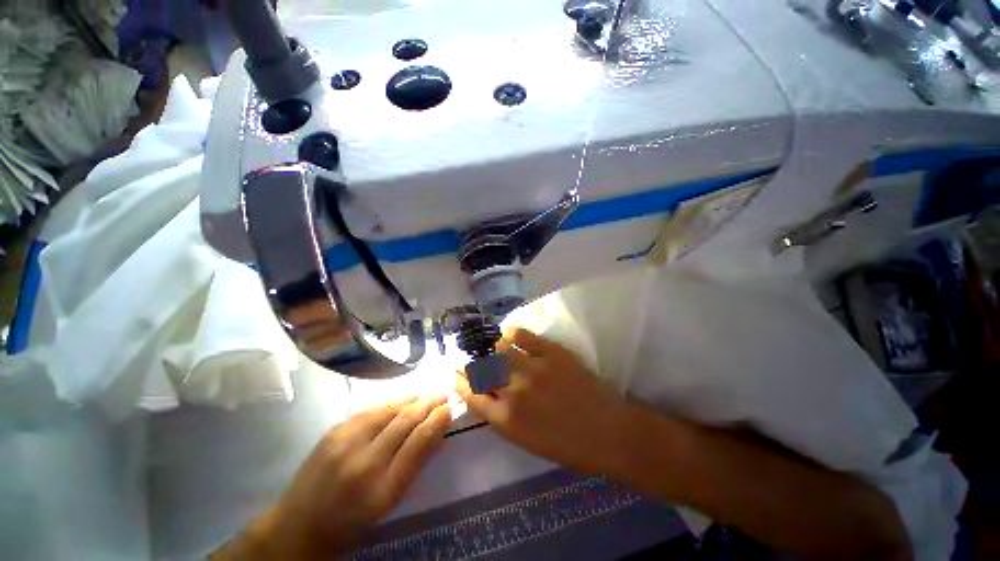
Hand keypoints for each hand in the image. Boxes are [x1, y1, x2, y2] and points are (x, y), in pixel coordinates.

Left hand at [212, 396, 451, 559]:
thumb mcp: (390, 501)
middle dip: (427, 404)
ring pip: (388, 409)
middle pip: (404, 421)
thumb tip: (439, 431)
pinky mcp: (334, 430)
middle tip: (442, 394)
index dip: (436, 421)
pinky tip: (401, 400)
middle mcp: (363, 461)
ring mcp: (344, 442)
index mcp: (382, 488)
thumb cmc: (352, 519)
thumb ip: (416, 464)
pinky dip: (391, 402)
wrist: (300, 524)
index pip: (417, 443)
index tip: (449, 408)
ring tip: (426, 394)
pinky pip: (371, 409)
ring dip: (411, 398)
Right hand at [455, 328, 630, 475]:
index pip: (472, 395)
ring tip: (497, 349)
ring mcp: (532, 368)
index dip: (460, 381)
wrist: (607, 432)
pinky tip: (509, 335)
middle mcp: (513, 391)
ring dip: (494, 349)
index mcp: (506, 420)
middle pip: (482, 369)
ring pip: (499, 349)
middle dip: (473, 364)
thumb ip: (502, 417)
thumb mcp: (526, 440)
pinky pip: (521, 335)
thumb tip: (487, 394)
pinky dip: (511, 333)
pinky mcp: (550, 352)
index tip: (455, 373)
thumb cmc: (567, 445)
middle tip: (475, 360)